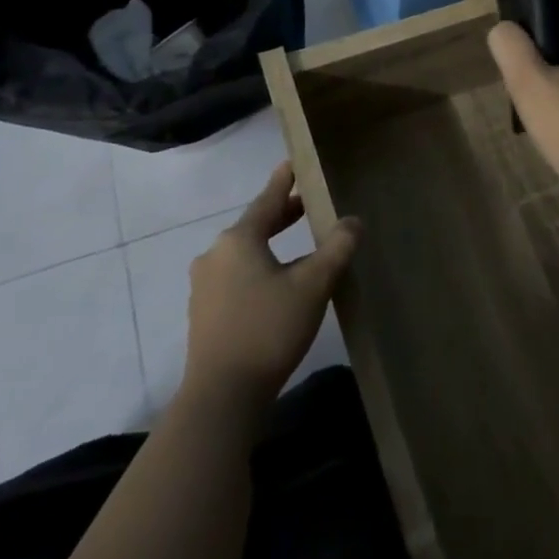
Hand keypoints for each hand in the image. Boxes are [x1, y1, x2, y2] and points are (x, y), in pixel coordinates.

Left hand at [181, 162, 359, 414]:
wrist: (222, 396)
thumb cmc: (268, 329)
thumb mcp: (313, 285)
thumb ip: (336, 248)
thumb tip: (353, 221)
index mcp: (238, 240)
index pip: (267, 200)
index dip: (284, 181)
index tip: (294, 162)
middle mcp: (215, 255)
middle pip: (255, 225)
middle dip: (282, 214)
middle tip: (308, 203)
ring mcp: (204, 285)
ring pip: (245, 252)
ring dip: (271, 243)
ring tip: (298, 244)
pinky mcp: (204, 312)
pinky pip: (236, 275)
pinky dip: (259, 267)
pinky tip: (277, 283)